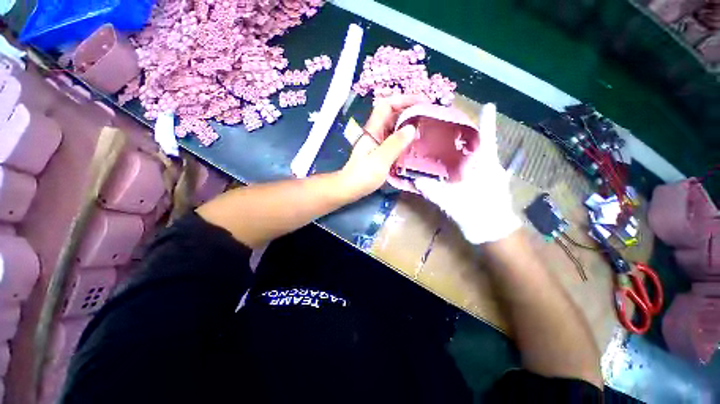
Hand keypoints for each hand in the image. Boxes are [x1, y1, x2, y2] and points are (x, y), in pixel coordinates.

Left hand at [338, 94, 427, 198]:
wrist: (350, 188)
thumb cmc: (363, 175)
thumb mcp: (380, 159)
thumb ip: (395, 144)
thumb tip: (412, 128)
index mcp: (373, 130)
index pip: (386, 106)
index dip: (403, 100)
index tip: (421, 102)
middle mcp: (375, 133)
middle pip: (392, 115)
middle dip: (409, 112)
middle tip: (428, 116)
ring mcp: (377, 143)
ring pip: (394, 128)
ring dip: (408, 125)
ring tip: (424, 128)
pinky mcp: (379, 153)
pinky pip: (394, 141)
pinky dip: (404, 139)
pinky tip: (413, 144)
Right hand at [414, 103, 520, 243]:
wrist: (492, 233)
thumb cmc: (478, 214)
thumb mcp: (453, 202)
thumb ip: (433, 190)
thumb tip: (415, 179)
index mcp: (486, 166)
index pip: (487, 139)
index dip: (488, 122)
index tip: (489, 105)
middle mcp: (489, 168)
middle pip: (478, 147)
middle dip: (466, 136)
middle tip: (449, 127)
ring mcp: (487, 178)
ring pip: (474, 159)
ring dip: (463, 151)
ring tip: (445, 144)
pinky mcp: (483, 186)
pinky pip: (471, 171)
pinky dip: (461, 166)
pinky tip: (448, 167)